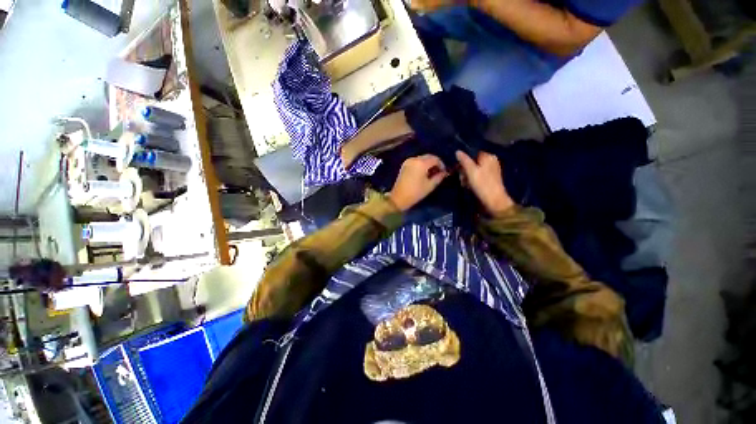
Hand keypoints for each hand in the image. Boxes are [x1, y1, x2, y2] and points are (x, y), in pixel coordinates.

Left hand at [389, 155, 448, 210]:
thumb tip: (444, 173)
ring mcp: (408, 161)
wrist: (398, 198)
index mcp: (421, 163)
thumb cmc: (415, 193)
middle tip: (438, 172)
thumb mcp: (430, 186)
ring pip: (422, 158)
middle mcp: (414, 159)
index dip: (441, 165)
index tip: (444, 172)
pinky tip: (423, 173)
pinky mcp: (404, 165)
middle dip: (435, 163)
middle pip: (428, 157)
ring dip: (428, 164)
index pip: (435, 159)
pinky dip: (421, 165)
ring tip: (431, 174)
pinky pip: (416, 161)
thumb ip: (439, 177)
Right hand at [456, 151, 513, 214]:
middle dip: (465, 169)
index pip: (472, 153)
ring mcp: (491, 170)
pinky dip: (472, 179)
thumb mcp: (471, 171)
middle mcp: (491, 161)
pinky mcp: (490, 178)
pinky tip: (469, 185)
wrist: (494, 201)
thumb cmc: (482, 184)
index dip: (463, 160)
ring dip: (467, 175)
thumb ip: (464, 160)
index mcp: (488, 156)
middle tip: (461, 178)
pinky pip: (478, 175)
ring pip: (474, 169)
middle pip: (473, 161)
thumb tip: (457, 151)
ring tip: (465, 183)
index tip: (457, 167)